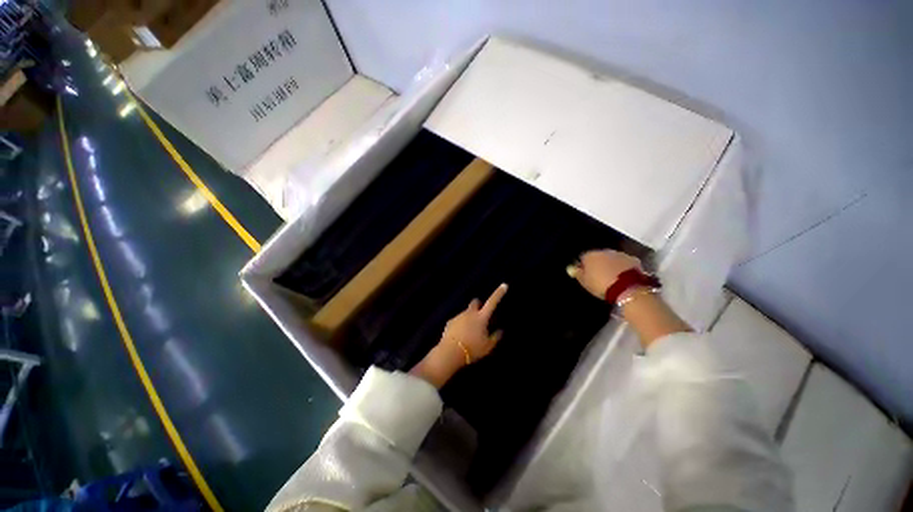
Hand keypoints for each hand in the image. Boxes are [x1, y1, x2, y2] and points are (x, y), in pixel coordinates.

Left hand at [440, 283, 507, 362]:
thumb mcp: (488, 346)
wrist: (450, 353)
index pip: (492, 302)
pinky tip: (459, 337)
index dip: (498, 293)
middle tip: (481, 315)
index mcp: (481, 317)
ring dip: (469, 318)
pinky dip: (460, 325)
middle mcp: (469, 313)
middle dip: (479, 305)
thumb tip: (500, 330)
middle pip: (475, 302)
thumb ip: (495, 337)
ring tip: (469, 333)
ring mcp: (458, 316)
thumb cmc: (472, 349)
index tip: (504, 285)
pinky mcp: (450, 322)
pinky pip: (457, 320)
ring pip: (466, 313)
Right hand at [570, 249, 641, 298]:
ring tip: (612, 276)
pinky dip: (623, 267)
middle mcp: (604, 251)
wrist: (627, 288)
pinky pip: (624, 262)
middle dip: (598, 263)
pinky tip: (623, 276)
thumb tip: (571, 268)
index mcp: (590, 255)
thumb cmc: (601, 285)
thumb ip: (577, 273)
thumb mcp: (584, 282)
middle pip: (598, 256)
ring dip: (611, 264)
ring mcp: (619, 254)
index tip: (585, 274)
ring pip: (612, 258)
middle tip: (599, 275)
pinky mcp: (633, 259)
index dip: (583, 266)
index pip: (582, 257)